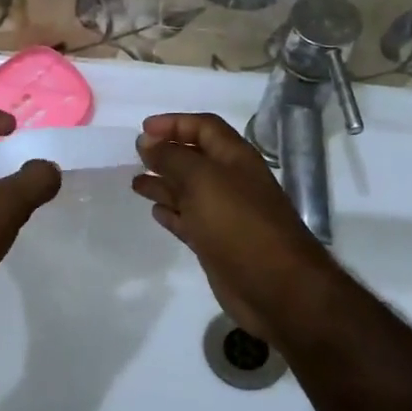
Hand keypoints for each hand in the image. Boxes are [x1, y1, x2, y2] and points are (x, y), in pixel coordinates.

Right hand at [132, 112, 343, 344]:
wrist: (276, 287)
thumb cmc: (239, 224)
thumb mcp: (203, 181)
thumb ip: (173, 158)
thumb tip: (147, 141)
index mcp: (235, 159)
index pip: (204, 128)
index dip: (175, 123)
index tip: (143, 130)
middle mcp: (230, 182)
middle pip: (195, 159)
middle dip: (166, 154)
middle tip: (136, 156)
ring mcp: (224, 215)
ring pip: (188, 191)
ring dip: (163, 184)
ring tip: (136, 184)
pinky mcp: (216, 244)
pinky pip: (189, 221)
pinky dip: (171, 214)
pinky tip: (155, 212)